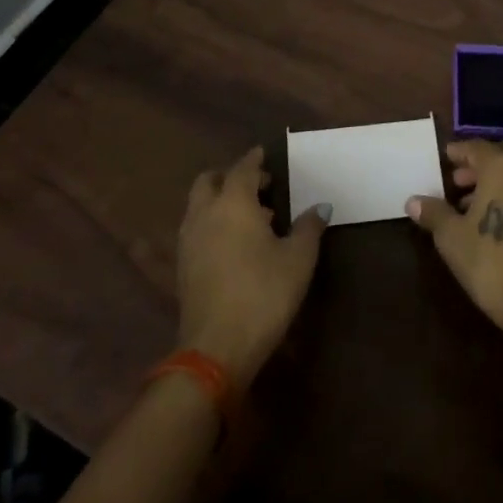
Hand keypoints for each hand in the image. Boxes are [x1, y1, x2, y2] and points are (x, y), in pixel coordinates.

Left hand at [177, 147, 329, 385]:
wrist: (216, 349)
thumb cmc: (263, 294)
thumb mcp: (298, 259)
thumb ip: (309, 227)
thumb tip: (320, 207)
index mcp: (233, 203)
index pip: (242, 169)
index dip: (255, 159)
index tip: (264, 154)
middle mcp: (205, 214)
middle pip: (209, 181)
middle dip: (229, 176)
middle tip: (257, 185)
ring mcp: (188, 241)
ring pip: (199, 206)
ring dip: (220, 201)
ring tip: (252, 216)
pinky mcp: (182, 267)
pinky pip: (196, 229)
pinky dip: (212, 223)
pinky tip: (234, 243)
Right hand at [406, 139, 502, 349]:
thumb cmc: (492, 263)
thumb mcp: (452, 238)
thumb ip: (434, 213)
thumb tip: (413, 201)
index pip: (476, 148)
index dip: (459, 152)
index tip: (446, 158)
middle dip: (481, 163)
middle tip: (459, 180)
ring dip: (500, 177)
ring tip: (474, 203)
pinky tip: (501, 216)